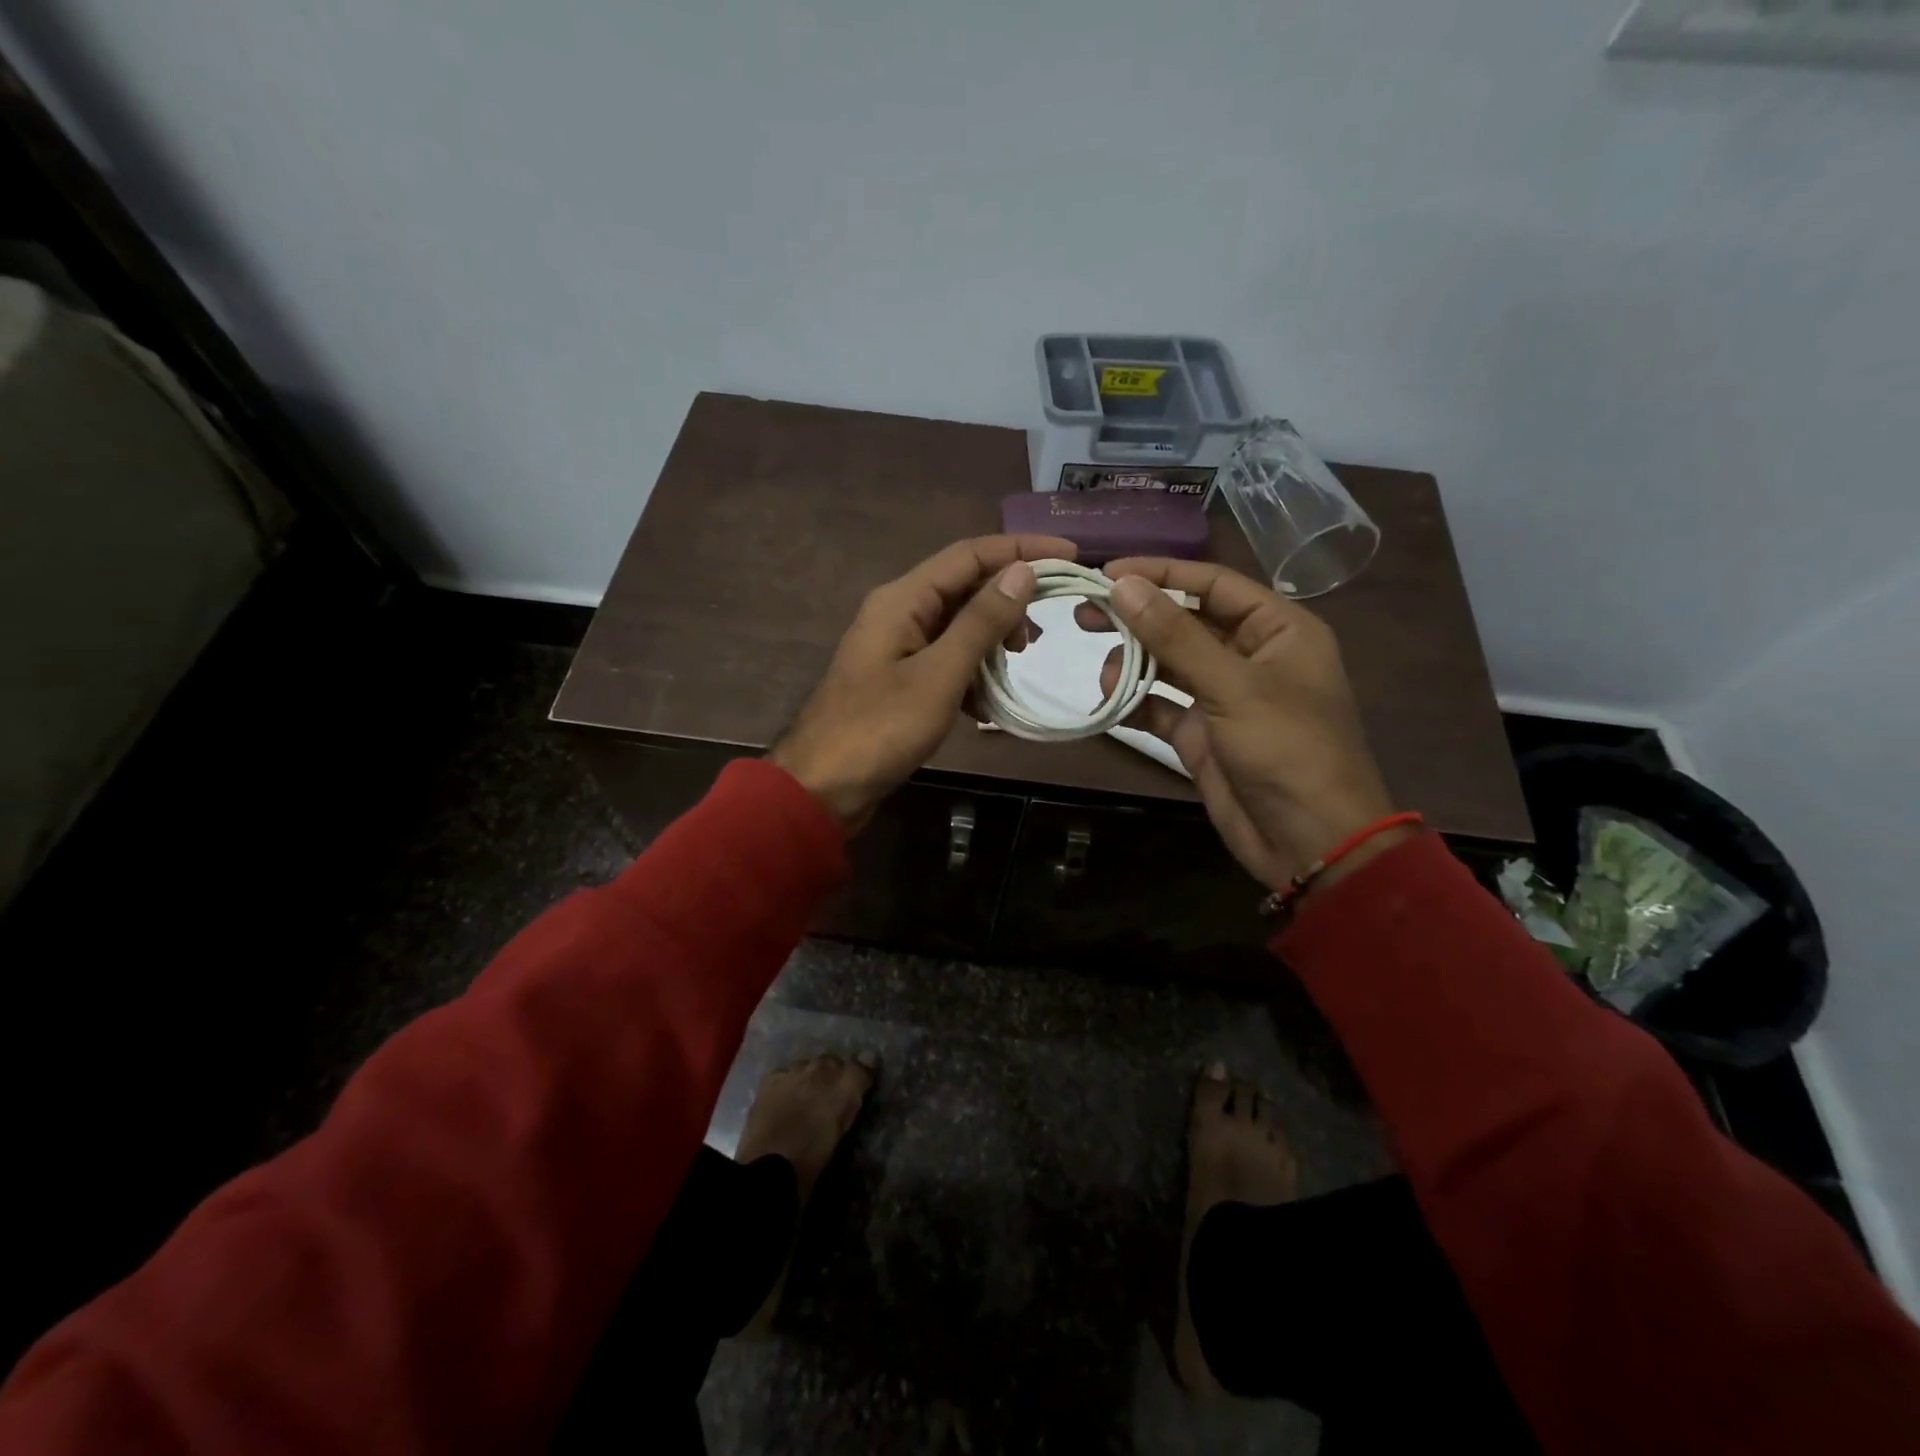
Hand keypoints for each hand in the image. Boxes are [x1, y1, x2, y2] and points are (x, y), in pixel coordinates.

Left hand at [771, 534, 1074, 830]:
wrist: (823, 787)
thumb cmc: (881, 728)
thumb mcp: (940, 674)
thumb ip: (981, 622)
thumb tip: (1023, 572)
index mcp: (902, 599)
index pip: (970, 554)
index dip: (1021, 550)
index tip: (1070, 555)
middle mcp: (899, 612)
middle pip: (964, 587)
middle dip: (1007, 604)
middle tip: (1038, 639)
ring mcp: (897, 647)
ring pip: (958, 627)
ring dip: (991, 643)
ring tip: (1016, 669)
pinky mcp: (900, 679)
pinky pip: (946, 661)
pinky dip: (972, 674)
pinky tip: (985, 705)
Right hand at [1075, 558, 1411, 895]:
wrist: (1309, 842)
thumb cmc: (1287, 750)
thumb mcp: (1233, 686)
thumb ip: (1175, 636)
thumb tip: (1123, 586)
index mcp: (1279, 629)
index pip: (1213, 584)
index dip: (1161, 574)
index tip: (1107, 574)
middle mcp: (1250, 655)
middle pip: (1186, 621)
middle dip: (1139, 618)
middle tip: (1085, 614)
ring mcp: (1223, 697)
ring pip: (1169, 663)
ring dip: (1133, 663)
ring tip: (1101, 671)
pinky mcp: (1201, 734)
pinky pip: (1160, 705)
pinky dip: (1135, 702)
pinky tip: (1108, 702)